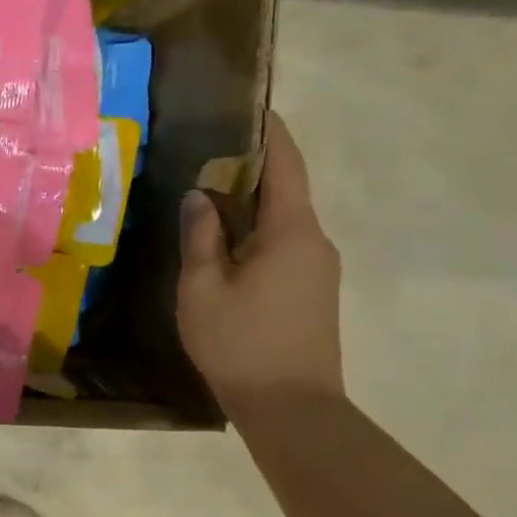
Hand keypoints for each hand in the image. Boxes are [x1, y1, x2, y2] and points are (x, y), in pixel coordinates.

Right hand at [177, 111, 343, 412]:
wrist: (292, 408)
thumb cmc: (240, 344)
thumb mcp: (203, 289)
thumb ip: (200, 237)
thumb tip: (199, 197)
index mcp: (291, 231)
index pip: (285, 164)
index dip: (268, 132)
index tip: (248, 107)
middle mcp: (314, 241)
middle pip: (285, 190)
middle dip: (249, 168)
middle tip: (204, 154)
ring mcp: (318, 268)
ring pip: (282, 221)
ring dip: (249, 205)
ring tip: (205, 196)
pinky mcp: (312, 291)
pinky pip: (283, 246)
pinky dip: (255, 233)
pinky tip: (223, 244)